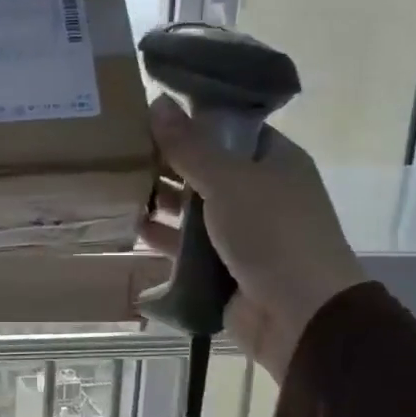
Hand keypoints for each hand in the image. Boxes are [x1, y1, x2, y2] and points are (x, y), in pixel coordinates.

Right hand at [143, 94, 366, 382]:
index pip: (229, 128)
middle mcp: (258, 191)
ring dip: (160, 198)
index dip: (192, 118)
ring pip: (193, 207)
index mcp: (274, 160)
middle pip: (206, 167)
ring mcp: (240, 230)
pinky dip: (162, 235)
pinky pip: (187, 244)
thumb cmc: (272, 234)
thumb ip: (190, 146)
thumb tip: (158, 101)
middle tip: (119, 145)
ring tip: (115, 183)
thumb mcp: (229, 181)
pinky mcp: (222, 265)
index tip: (148, 110)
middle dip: (167, 160)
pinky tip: (129, 225)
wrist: (300, 315)